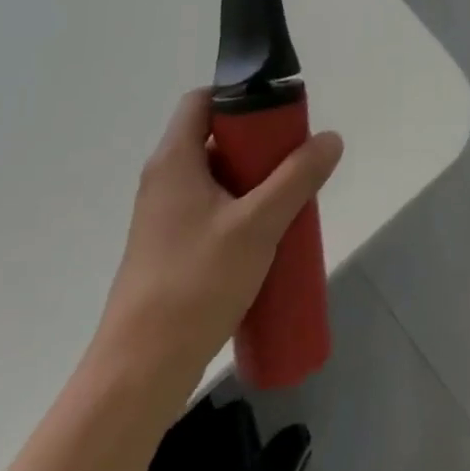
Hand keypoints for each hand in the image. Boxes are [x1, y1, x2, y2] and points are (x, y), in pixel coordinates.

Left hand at [88, 89, 342, 410]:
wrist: (139, 375)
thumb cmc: (195, 285)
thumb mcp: (257, 225)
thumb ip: (297, 178)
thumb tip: (330, 138)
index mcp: (174, 160)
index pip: (202, 100)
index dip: (240, 96)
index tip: (279, 113)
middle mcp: (164, 180)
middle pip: (214, 138)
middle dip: (259, 144)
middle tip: (295, 158)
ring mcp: (164, 219)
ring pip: (216, 178)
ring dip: (254, 181)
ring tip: (290, 198)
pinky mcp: (170, 250)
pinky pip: (212, 210)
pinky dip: (241, 210)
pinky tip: (268, 237)